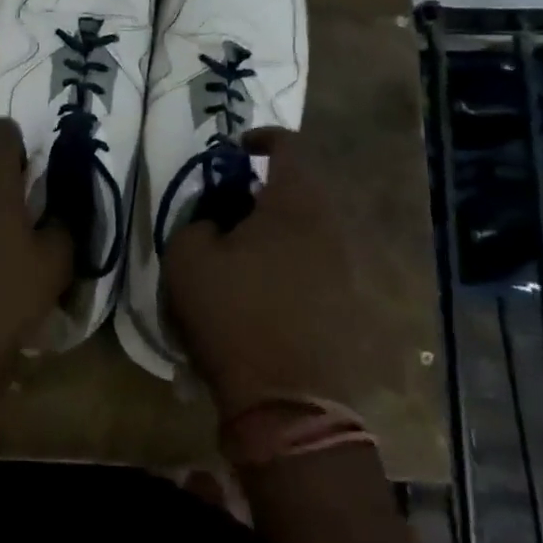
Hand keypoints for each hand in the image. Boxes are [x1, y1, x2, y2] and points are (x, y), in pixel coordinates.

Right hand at [163, 128, 365, 418]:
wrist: (287, 405)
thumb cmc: (233, 317)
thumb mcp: (188, 257)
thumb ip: (198, 220)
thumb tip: (217, 221)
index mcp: (295, 205)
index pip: (290, 145)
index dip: (263, 137)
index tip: (237, 150)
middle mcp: (333, 227)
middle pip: (304, 187)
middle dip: (268, 190)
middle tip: (234, 210)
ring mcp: (351, 269)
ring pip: (315, 227)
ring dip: (283, 228)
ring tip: (249, 254)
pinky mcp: (355, 305)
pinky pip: (324, 264)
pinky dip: (298, 262)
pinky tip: (271, 291)